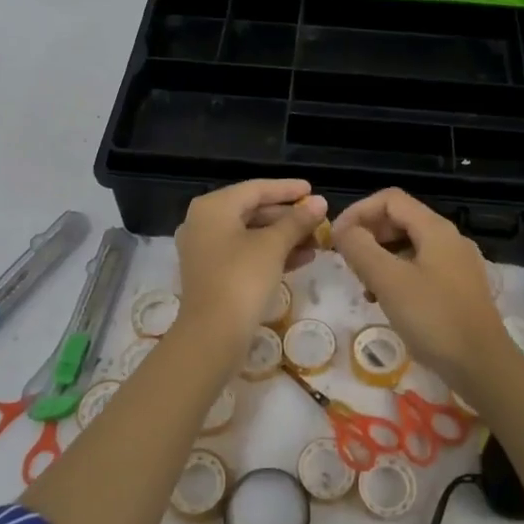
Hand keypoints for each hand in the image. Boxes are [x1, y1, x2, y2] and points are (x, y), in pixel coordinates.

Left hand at [172, 179, 326, 368]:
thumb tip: (320, 202)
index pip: (256, 189)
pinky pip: (245, 253)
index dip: (287, 189)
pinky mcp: (212, 274)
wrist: (212, 335)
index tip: (313, 190)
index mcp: (213, 207)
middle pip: (253, 211)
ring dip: (284, 237)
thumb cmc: (242, 279)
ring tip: (317, 242)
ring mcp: (205, 250)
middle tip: (319, 220)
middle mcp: (204, 222)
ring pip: (251, 234)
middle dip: (289, 217)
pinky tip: (302, 259)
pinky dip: (271, 253)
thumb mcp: (274, 246)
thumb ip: (297, 221)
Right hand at [329, 188, 509, 390]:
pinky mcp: (460, 289)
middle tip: (346, 261)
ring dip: (381, 257)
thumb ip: (360, 248)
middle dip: (369, 234)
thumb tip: (342, 229)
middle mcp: (450, 239)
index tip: (336, 237)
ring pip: (409, 246)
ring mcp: (458, 264)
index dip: (358, 211)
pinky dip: (398, 275)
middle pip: (400, 220)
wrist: (484, 366)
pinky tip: (387, 302)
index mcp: (435, 229)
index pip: (390, 199)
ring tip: (364, 285)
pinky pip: (421, 268)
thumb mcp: (389, 281)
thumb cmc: (434, 318)